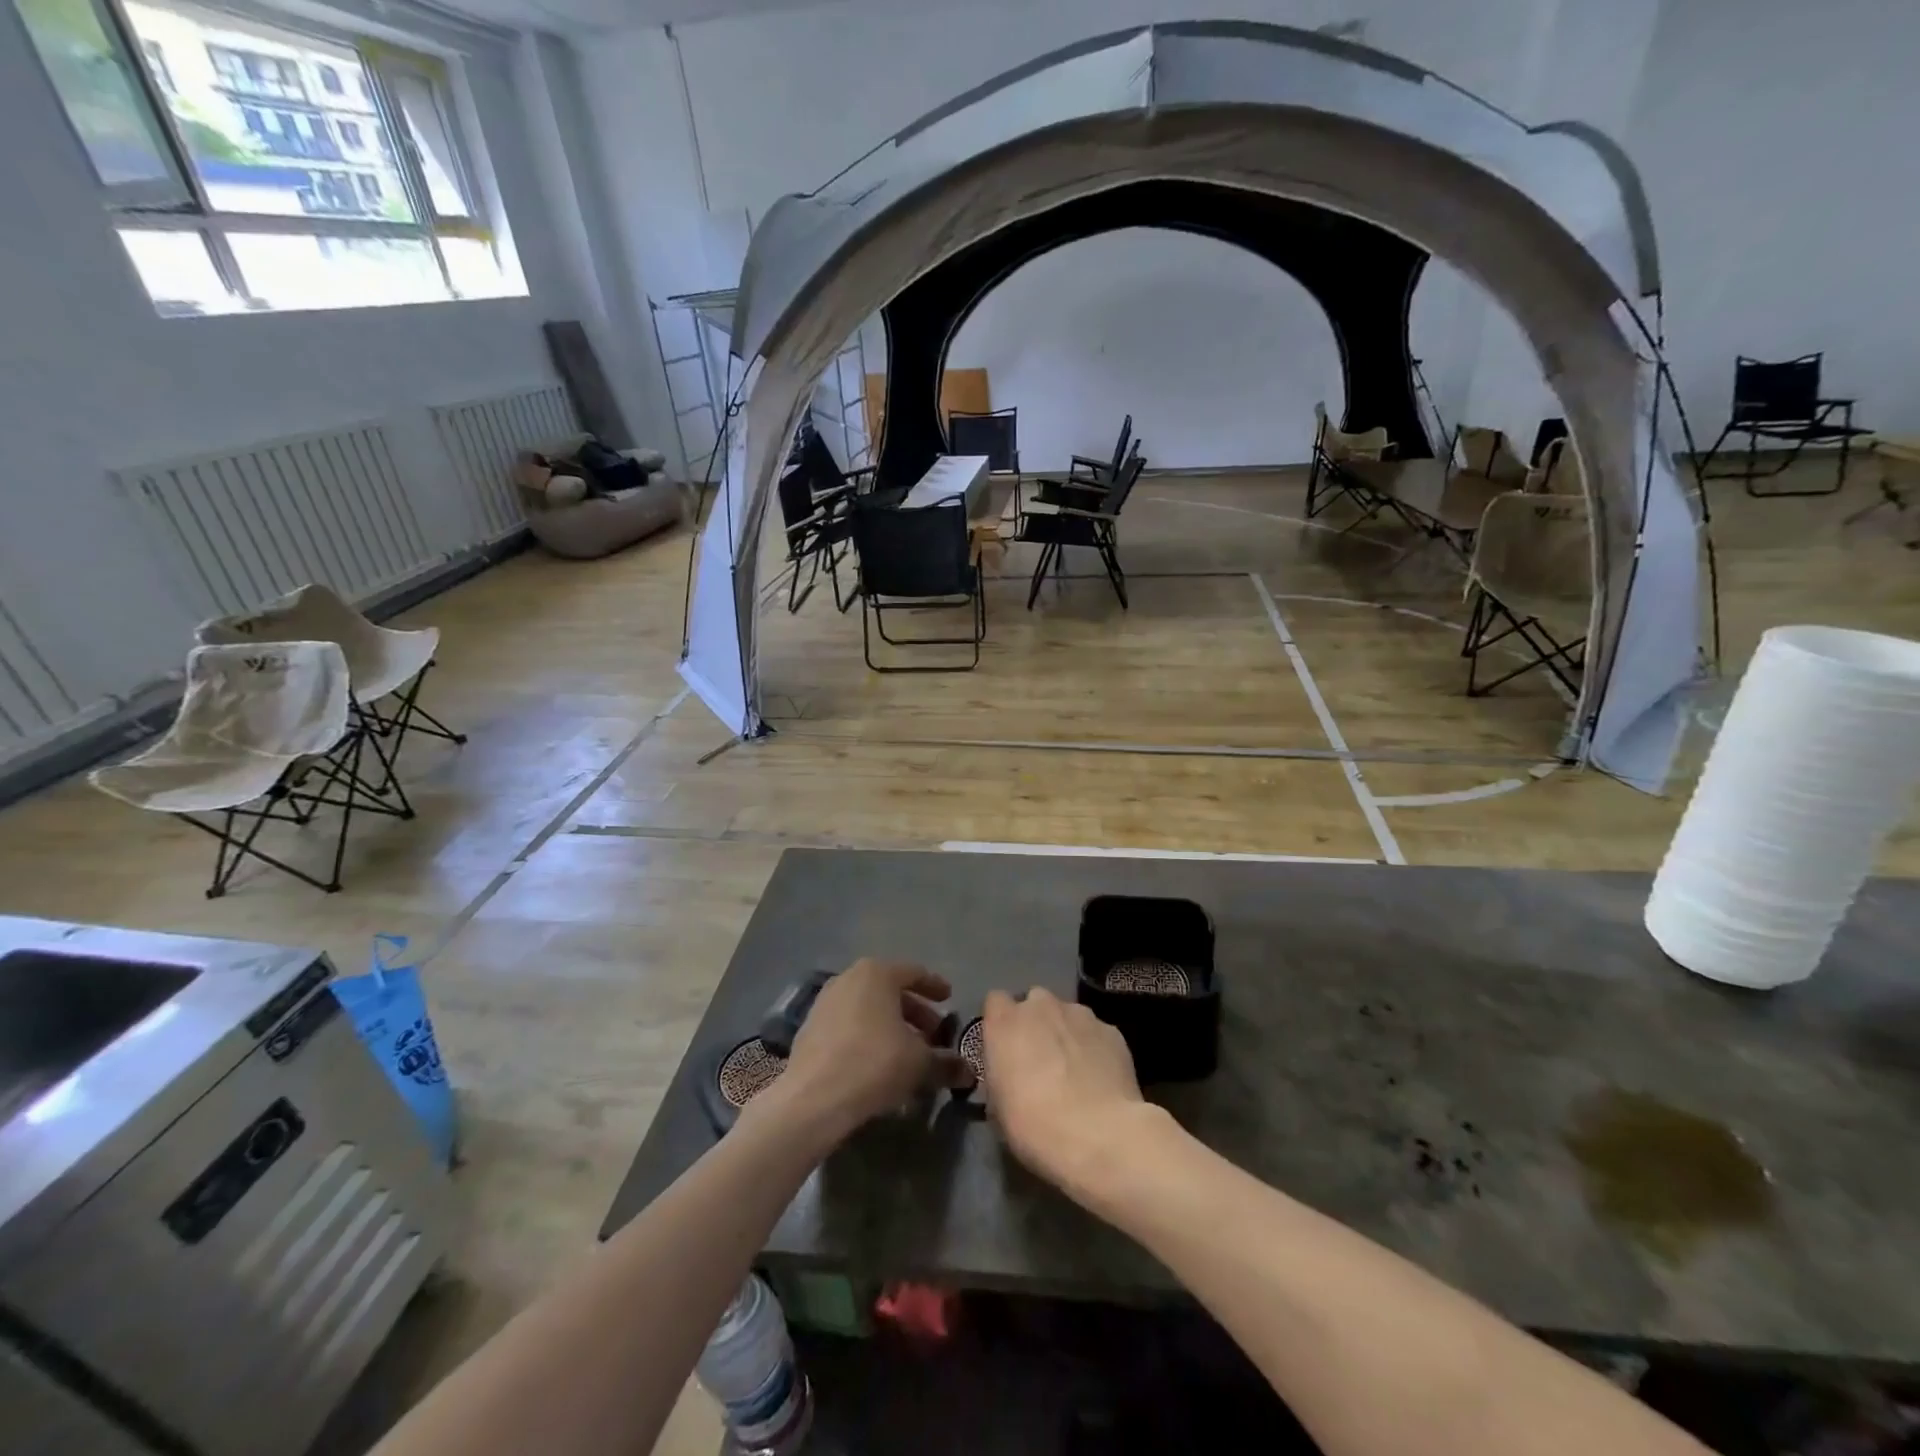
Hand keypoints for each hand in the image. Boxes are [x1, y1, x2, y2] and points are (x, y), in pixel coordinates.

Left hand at [765, 959, 971, 1140]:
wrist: (813, 1098)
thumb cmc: (874, 1064)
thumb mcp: (920, 1063)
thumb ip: (946, 1063)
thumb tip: (968, 1071)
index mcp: (877, 973)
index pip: (914, 973)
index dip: (935, 987)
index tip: (950, 999)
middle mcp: (849, 978)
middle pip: (890, 990)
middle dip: (915, 1012)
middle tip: (934, 1035)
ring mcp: (825, 1002)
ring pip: (868, 1008)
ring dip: (891, 1026)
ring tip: (908, 1052)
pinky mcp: (810, 1028)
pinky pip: (849, 1024)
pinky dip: (867, 1035)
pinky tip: (878, 1062)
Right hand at [982, 988, 1157, 1199]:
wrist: (1099, 1134)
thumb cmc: (1035, 1125)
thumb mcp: (998, 1108)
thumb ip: (1000, 1076)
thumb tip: (1009, 1076)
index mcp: (1005, 1022)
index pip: (995, 1001)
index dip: (1001, 1023)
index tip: (1006, 1048)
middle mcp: (1041, 1006)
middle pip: (1035, 1002)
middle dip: (1037, 1023)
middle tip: (1041, 1060)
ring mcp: (1080, 1014)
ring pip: (1068, 1015)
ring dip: (1067, 1034)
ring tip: (1076, 1072)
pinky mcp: (1111, 1030)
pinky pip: (1096, 1033)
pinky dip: (1095, 1049)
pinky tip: (1101, 1080)